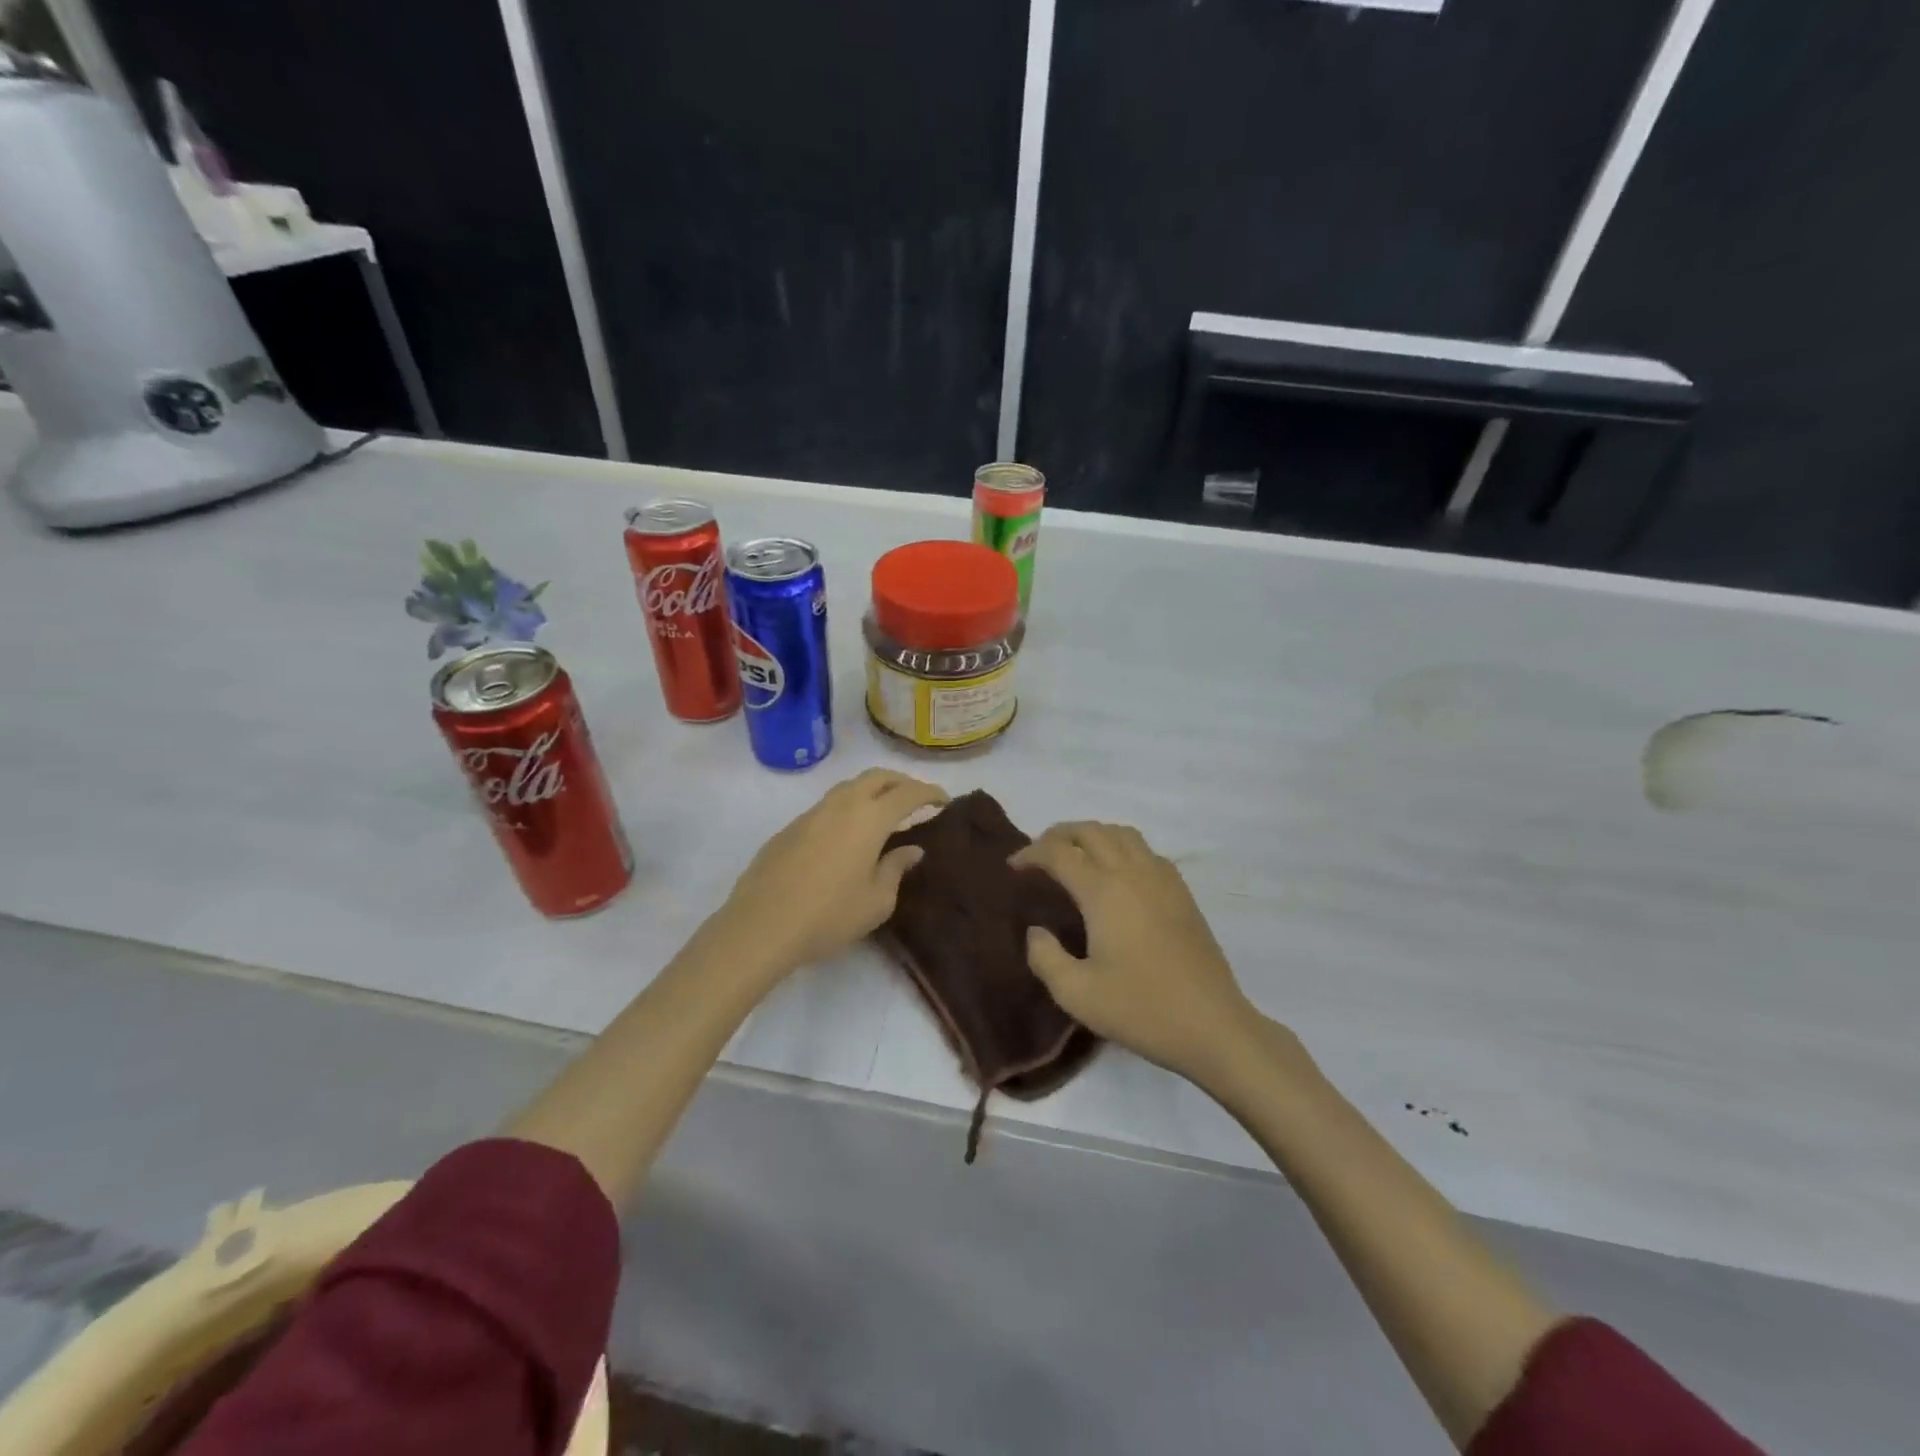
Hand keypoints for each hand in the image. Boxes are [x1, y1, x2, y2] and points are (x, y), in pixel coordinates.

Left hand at [718, 768, 947, 973]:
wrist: (761, 925)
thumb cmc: (829, 916)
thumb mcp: (877, 901)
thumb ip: (896, 868)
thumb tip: (910, 849)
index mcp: (869, 818)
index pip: (908, 793)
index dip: (929, 793)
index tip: (943, 801)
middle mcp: (842, 805)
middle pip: (877, 777)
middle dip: (901, 782)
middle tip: (916, 799)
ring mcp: (812, 813)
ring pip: (849, 787)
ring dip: (872, 791)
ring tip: (883, 813)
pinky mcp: (790, 828)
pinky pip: (828, 806)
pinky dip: (848, 808)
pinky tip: (848, 835)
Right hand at [1013, 821, 1264, 1087]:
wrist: (1213, 1026)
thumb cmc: (1141, 1009)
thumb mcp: (1077, 994)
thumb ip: (1045, 957)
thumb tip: (1036, 931)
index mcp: (1104, 891)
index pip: (1059, 853)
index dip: (1031, 853)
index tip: (1013, 867)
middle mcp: (1133, 873)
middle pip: (1091, 831)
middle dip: (1058, 834)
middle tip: (1038, 854)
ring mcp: (1163, 879)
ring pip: (1122, 833)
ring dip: (1092, 835)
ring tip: (1075, 856)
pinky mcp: (1182, 893)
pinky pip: (1146, 851)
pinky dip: (1121, 847)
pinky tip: (1117, 874)